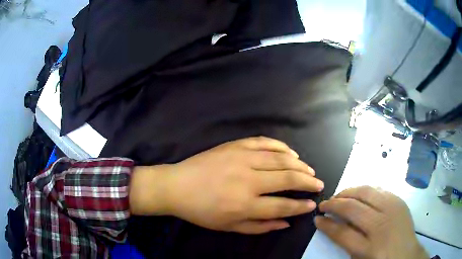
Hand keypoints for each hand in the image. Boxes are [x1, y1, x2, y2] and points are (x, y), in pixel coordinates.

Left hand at [131, 137, 322, 233]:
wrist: (177, 186)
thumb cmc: (202, 211)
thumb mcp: (230, 227)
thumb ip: (260, 226)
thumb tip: (286, 222)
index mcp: (245, 204)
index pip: (283, 205)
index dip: (301, 205)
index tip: (313, 204)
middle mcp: (247, 180)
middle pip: (287, 178)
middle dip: (308, 181)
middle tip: (319, 183)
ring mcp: (241, 158)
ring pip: (280, 158)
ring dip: (299, 164)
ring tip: (309, 169)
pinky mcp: (235, 146)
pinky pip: (264, 142)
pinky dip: (280, 146)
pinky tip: (290, 152)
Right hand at [315, 186, 428, 258]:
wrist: (406, 255)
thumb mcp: (360, 258)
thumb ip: (346, 242)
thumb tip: (332, 225)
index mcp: (369, 247)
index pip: (341, 232)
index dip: (326, 224)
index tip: (317, 218)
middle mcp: (381, 225)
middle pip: (353, 208)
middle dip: (334, 204)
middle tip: (325, 204)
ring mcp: (392, 209)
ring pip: (366, 192)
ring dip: (348, 192)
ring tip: (339, 195)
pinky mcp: (399, 200)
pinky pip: (378, 189)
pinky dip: (365, 190)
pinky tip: (359, 194)